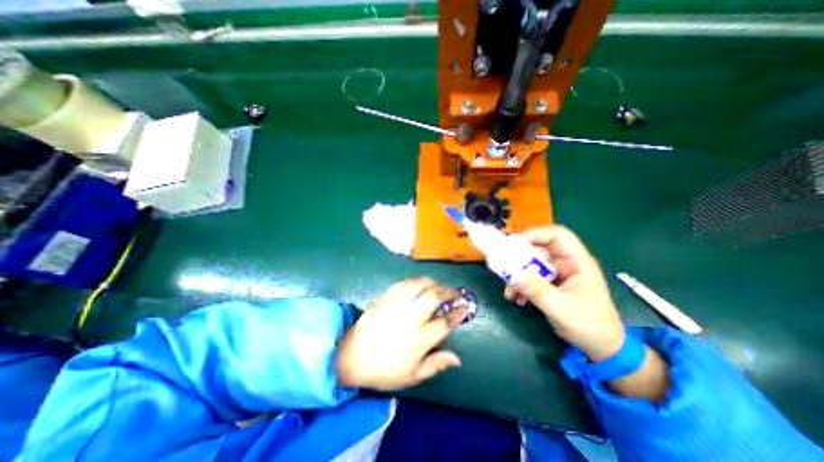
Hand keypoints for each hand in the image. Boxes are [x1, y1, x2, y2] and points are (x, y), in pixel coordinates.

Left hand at [333, 278, 462, 388]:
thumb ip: (436, 364)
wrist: (351, 357)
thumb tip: (458, 358)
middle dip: (448, 291)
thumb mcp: (412, 376)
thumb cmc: (384, 370)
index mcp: (419, 340)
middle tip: (454, 292)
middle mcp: (410, 319)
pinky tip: (418, 284)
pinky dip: (414, 282)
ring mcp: (396, 306)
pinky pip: (402, 284)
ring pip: (419, 285)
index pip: (445, 322)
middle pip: (434, 297)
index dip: (458, 313)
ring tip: (438, 285)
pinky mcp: (384, 298)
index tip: (465, 307)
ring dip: (432, 282)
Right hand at [502, 225, 624, 363]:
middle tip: (504, 268)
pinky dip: (521, 285)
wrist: (601, 347)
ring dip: (517, 276)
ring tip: (510, 291)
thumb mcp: (560, 308)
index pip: (559, 236)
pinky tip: (517, 298)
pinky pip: (530, 277)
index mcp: (577, 262)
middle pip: (539, 250)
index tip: (515, 242)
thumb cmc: (589, 325)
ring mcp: (557, 274)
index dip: (537, 234)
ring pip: (531, 264)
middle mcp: (566, 264)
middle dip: (519, 259)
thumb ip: (537, 290)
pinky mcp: (550, 284)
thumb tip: (513, 275)